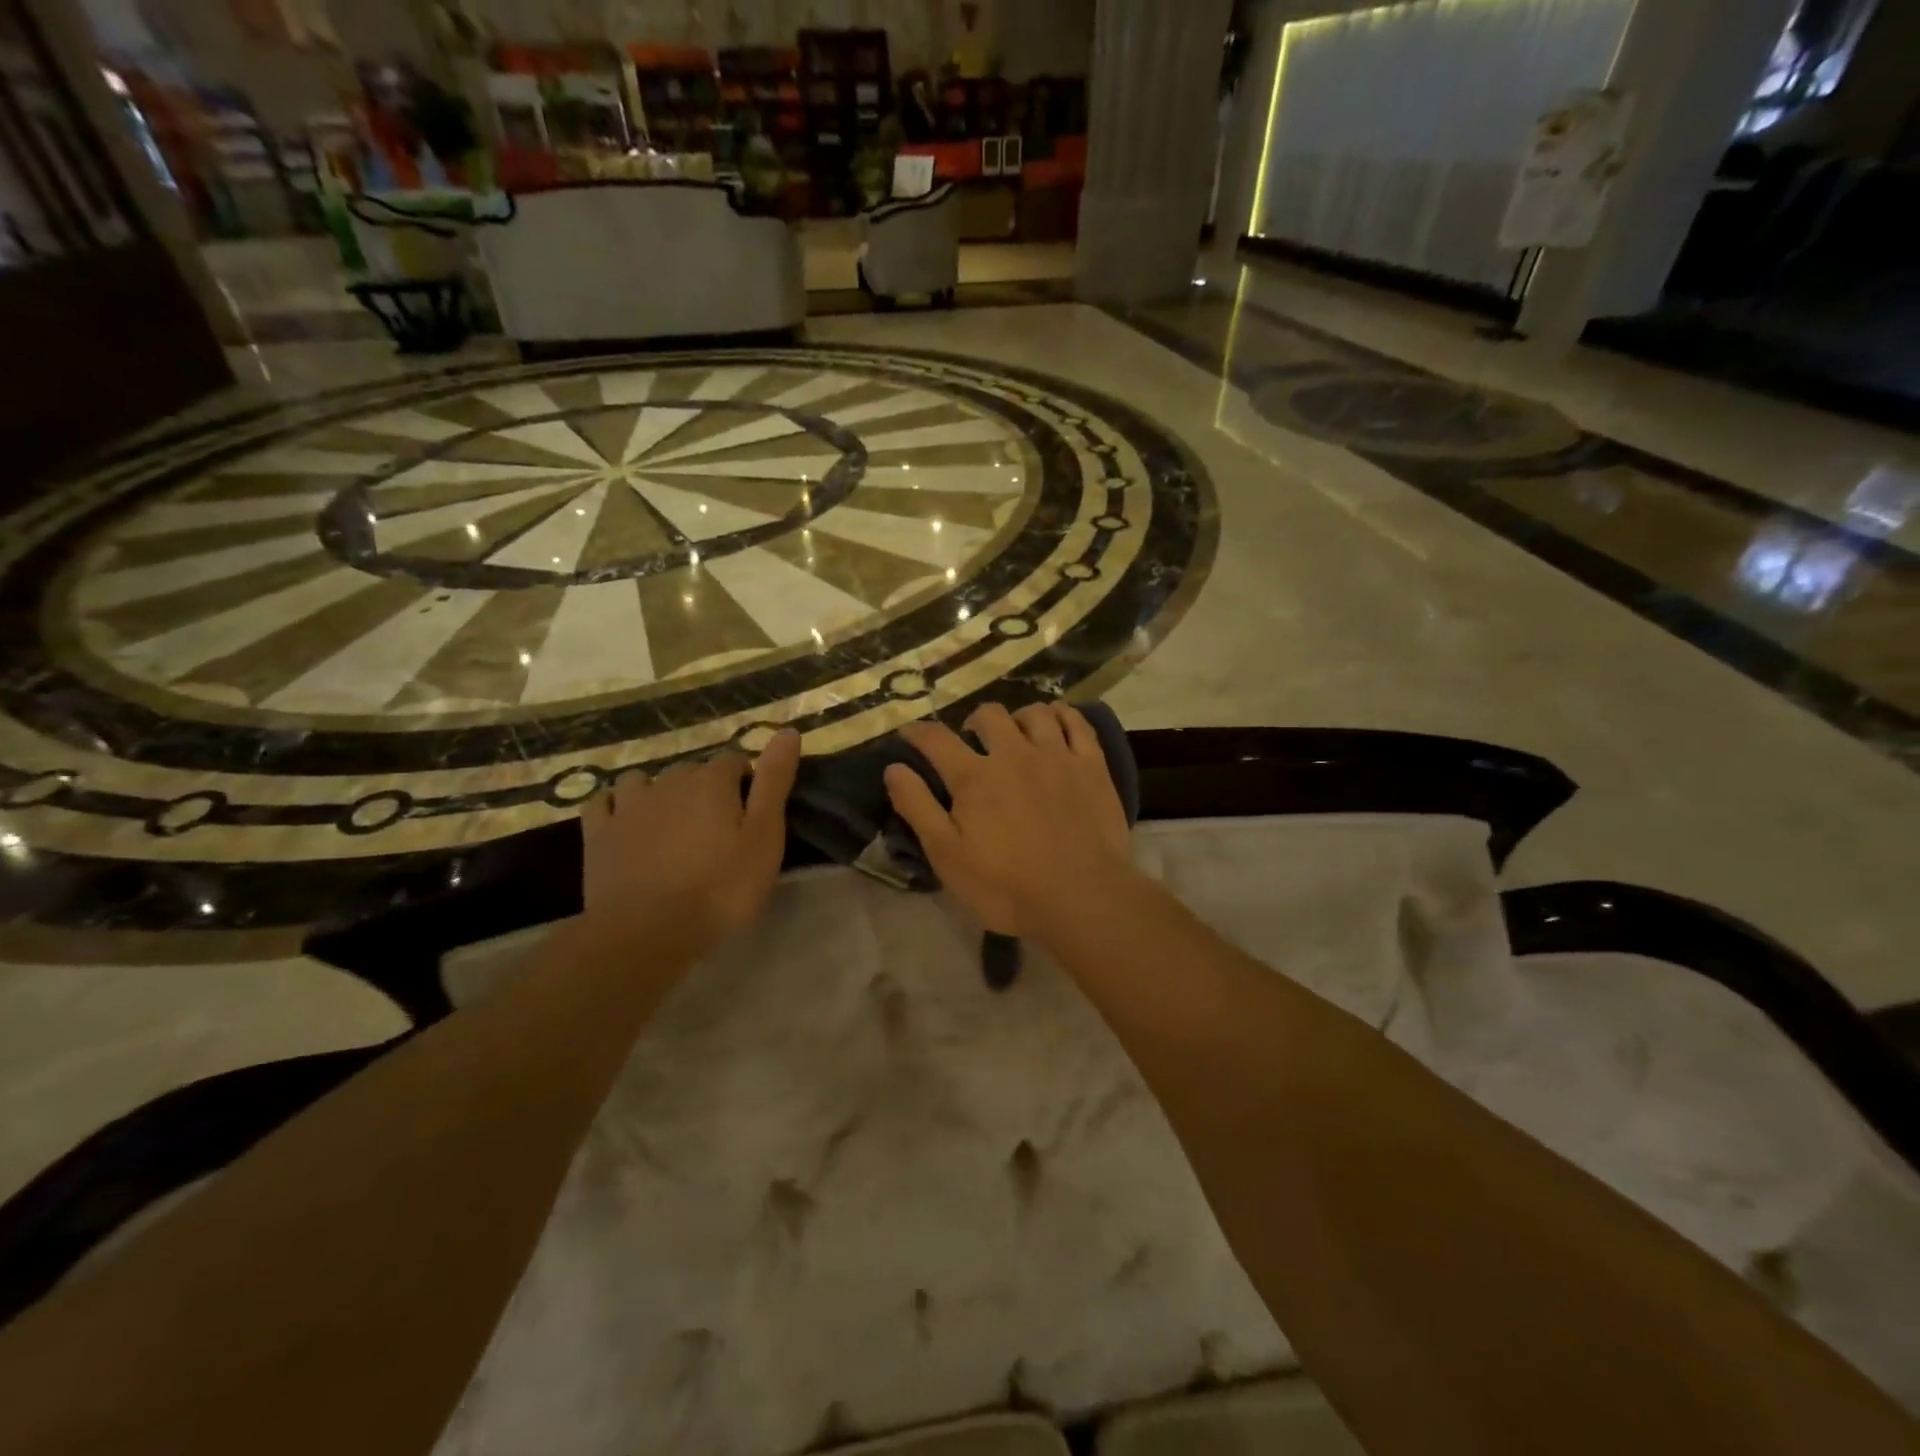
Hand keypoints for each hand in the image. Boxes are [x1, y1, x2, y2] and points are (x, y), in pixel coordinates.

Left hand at [580, 730, 800, 953]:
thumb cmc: (720, 889)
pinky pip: (604, 802)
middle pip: (692, 770)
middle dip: (706, 788)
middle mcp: (668, 781)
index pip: (734, 760)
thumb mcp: (764, 838)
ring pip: (644, 780)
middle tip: (718, 828)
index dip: (745, 781)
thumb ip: (775, 782)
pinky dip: (617, 806)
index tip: (752, 813)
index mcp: (712, 781)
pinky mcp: (598, 832)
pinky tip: (626, 823)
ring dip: (658, 792)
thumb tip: (788, 731)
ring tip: (670, 823)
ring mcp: (628, 805)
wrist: (648, 932)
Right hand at [884, 702, 1134, 940]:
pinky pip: (1077, 723)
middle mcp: (1014, 754)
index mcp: (974, 777)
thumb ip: (918, 808)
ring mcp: (1057, 756)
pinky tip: (1057, 723)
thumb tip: (893, 768)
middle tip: (971, 741)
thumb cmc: (1007, 886)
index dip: (918, 732)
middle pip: (989, 715)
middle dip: (973, 722)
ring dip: (1018, 718)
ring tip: (1016, 734)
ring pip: (1034, 713)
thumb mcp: (948, 856)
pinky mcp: (1092, 766)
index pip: (936, 739)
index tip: (910, 733)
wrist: (1082, 897)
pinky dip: (1063, 715)